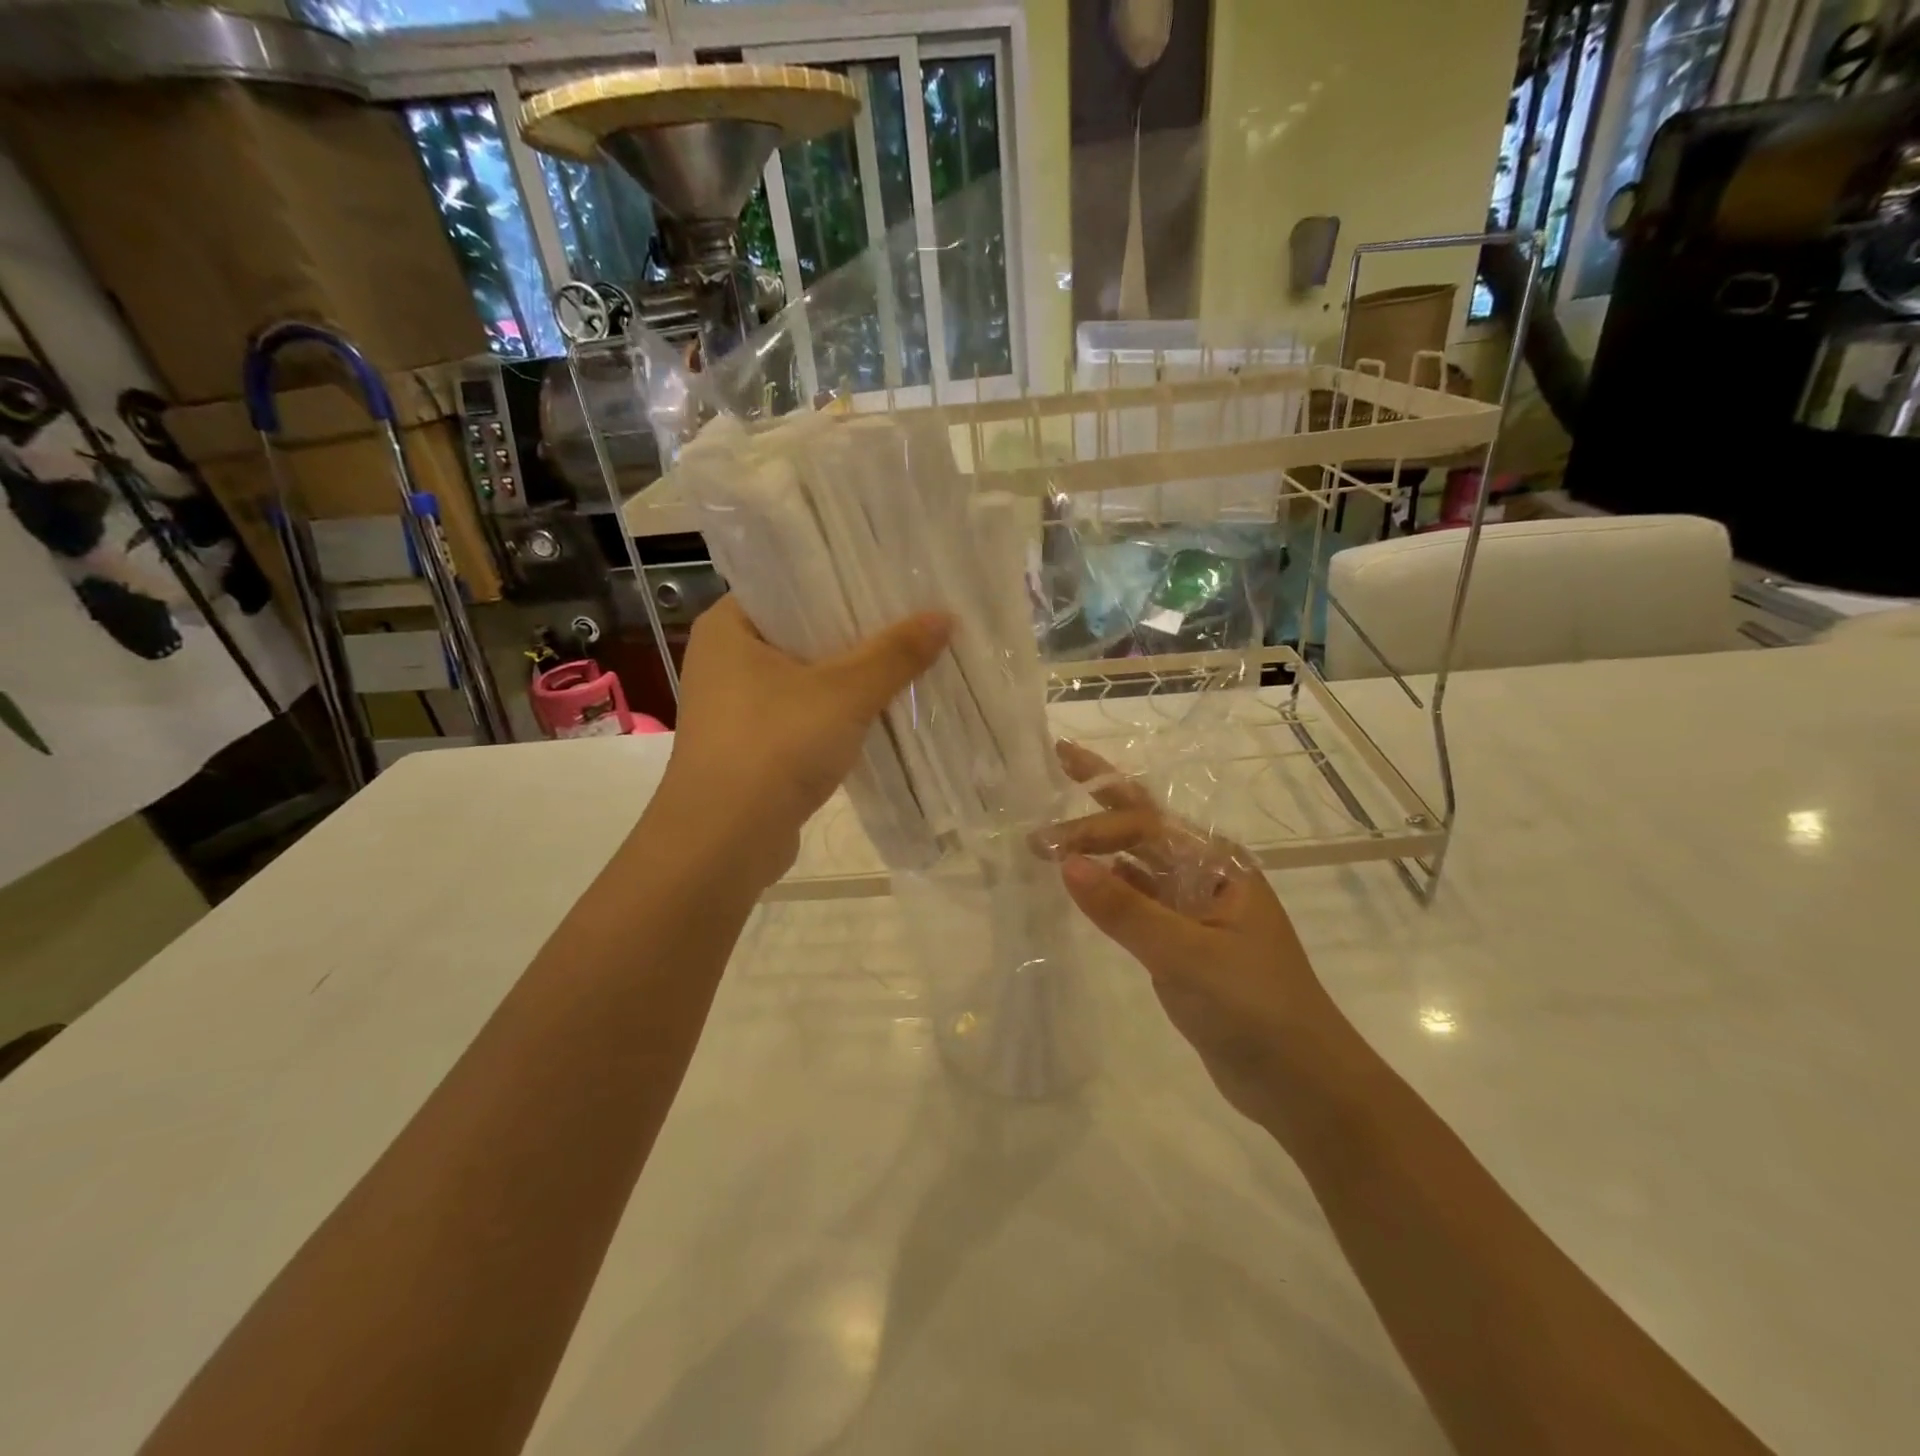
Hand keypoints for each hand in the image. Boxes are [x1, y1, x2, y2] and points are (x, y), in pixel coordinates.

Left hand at [659, 596, 951, 888]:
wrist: (725, 841)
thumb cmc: (775, 746)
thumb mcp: (844, 693)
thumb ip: (894, 654)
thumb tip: (944, 617)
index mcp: (728, 627)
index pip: (789, 585)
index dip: (841, 582)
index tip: (891, 581)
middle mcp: (725, 661)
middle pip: (803, 632)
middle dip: (857, 633)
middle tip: (912, 617)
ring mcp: (737, 709)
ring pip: (806, 679)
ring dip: (851, 677)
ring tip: (908, 659)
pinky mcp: (753, 748)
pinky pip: (804, 716)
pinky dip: (838, 714)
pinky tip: (882, 711)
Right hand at [1034, 741, 1340, 1127]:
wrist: (1302, 1084)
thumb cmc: (1255, 1008)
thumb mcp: (1188, 956)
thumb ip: (1125, 909)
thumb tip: (1065, 863)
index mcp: (1218, 863)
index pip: (1145, 826)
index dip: (1094, 828)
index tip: (1047, 846)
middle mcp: (1206, 875)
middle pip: (1145, 825)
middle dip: (1102, 795)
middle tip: (1059, 760)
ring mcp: (1194, 910)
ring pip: (1138, 863)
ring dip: (1100, 845)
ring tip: (1054, 833)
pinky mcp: (1183, 944)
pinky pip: (1139, 901)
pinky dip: (1109, 888)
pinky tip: (1082, 883)